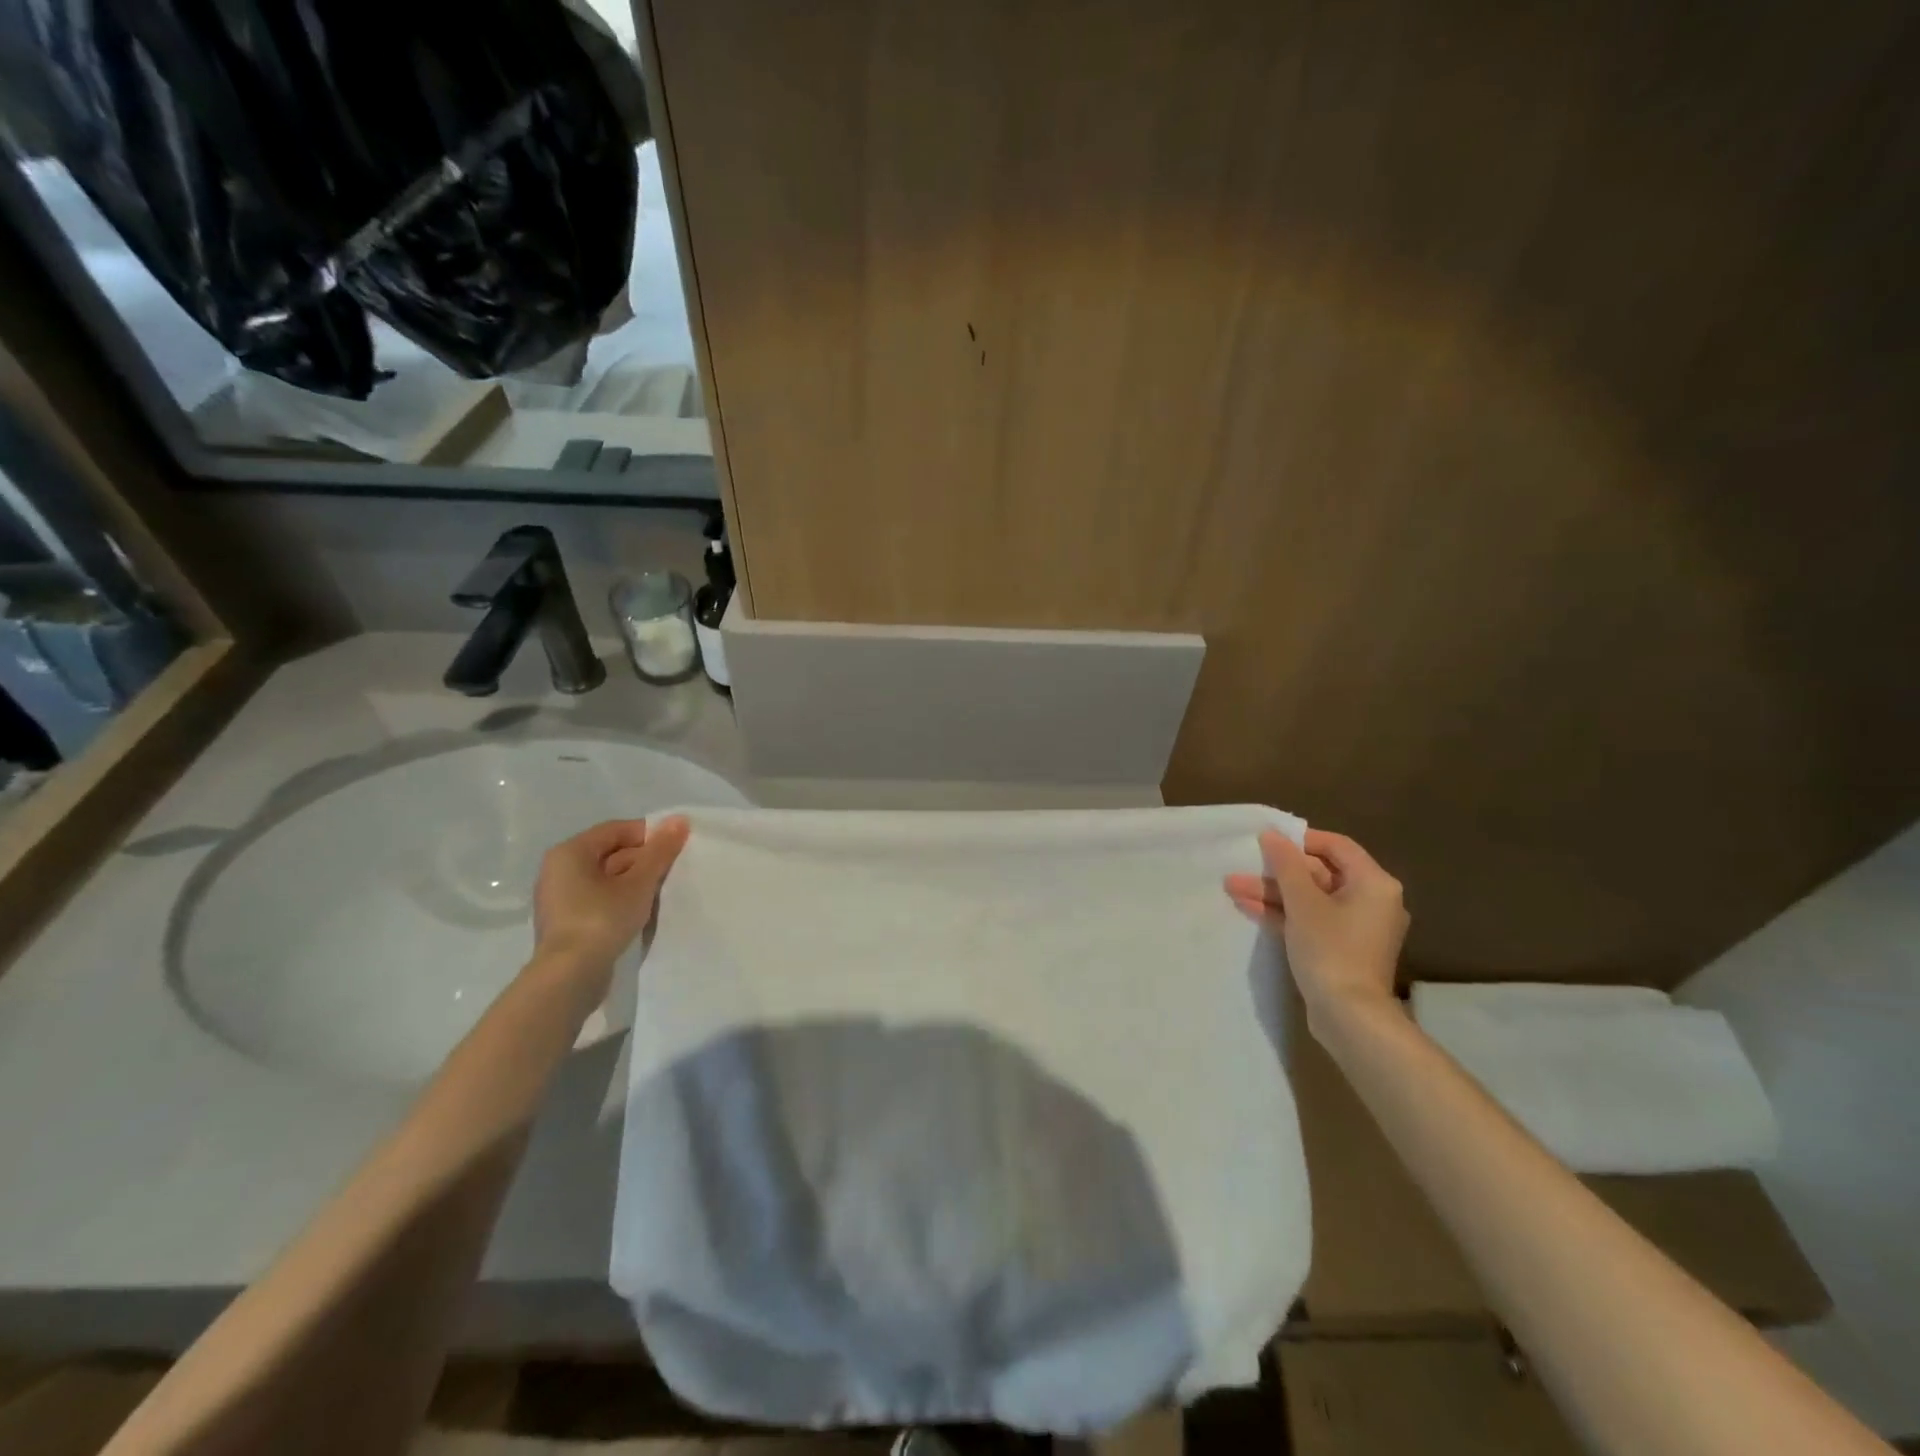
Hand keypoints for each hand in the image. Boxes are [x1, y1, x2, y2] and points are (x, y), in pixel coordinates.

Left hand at [532, 816, 689, 999]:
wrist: (570, 977)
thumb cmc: (602, 919)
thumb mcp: (639, 882)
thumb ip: (660, 851)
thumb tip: (679, 819)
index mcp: (570, 852)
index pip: (616, 830)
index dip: (649, 835)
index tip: (675, 849)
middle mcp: (558, 870)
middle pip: (610, 853)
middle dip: (643, 860)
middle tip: (672, 873)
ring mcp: (559, 898)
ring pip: (606, 878)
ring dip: (634, 882)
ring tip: (660, 894)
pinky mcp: (566, 922)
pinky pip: (598, 899)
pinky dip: (620, 900)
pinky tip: (640, 912)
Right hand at [1224, 828, 1408, 1035]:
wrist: (1349, 1017)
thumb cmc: (1331, 950)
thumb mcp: (1303, 902)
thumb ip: (1286, 865)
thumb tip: (1272, 835)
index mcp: (1374, 883)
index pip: (1337, 846)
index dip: (1300, 840)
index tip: (1267, 842)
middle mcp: (1370, 901)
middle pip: (1319, 874)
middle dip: (1276, 872)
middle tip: (1241, 868)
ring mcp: (1354, 928)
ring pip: (1309, 899)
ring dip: (1272, 893)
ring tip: (1232, 887)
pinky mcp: (1340, 949)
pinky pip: (1310, 920)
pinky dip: (1283, 914)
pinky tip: (1248, 908)